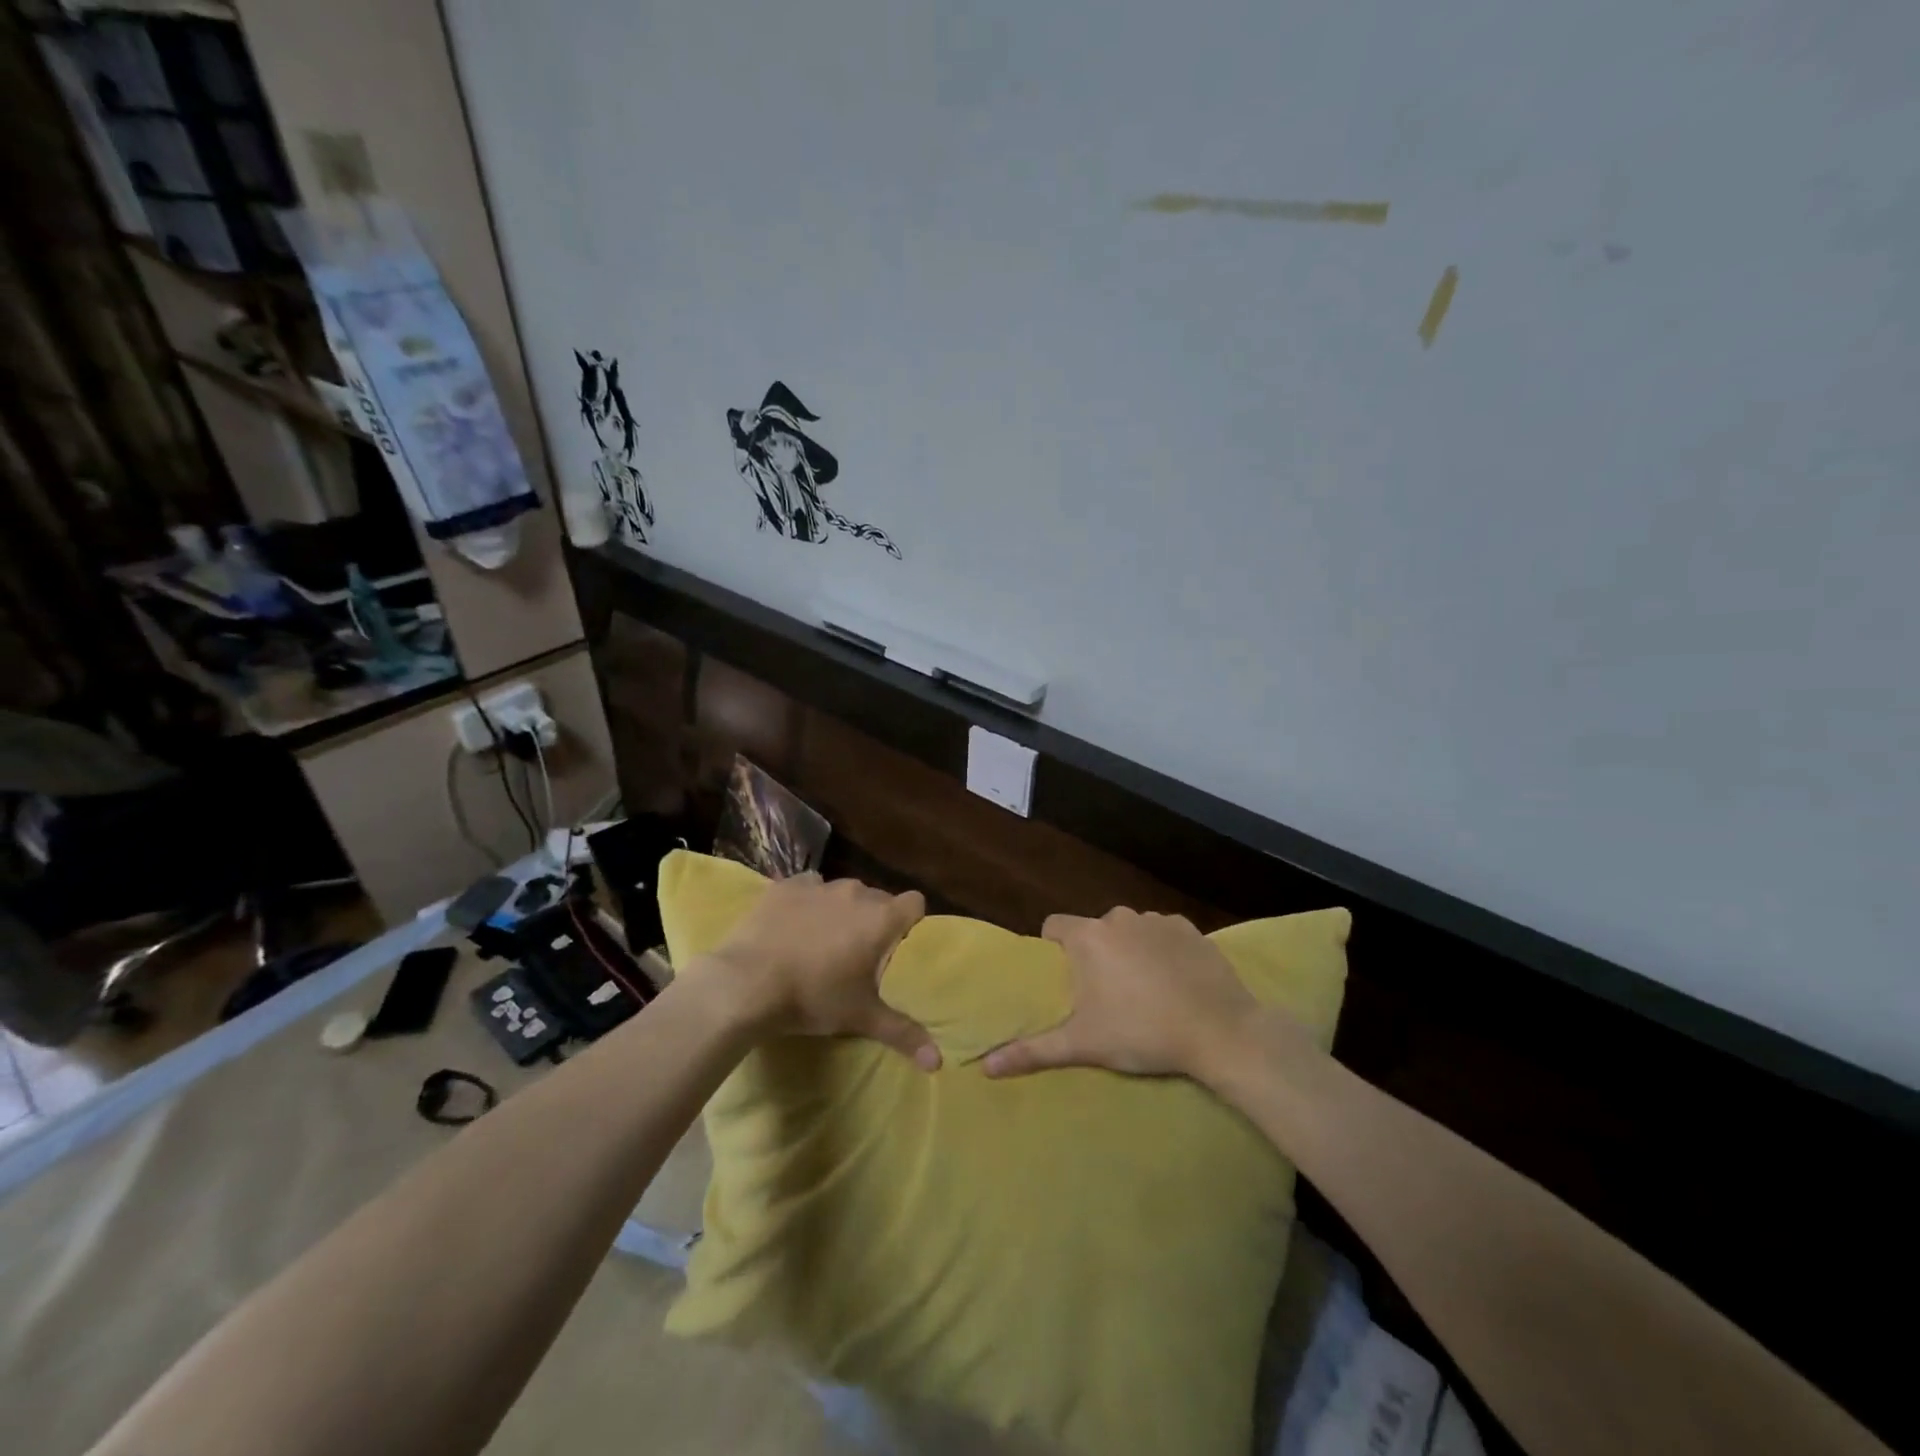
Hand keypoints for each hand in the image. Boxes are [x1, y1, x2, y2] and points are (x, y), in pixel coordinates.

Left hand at [702, 872, 939, 1069]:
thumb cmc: (813, 997)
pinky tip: (795, 924)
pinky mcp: (786, 886)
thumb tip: (938, 1062)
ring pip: (843, 892)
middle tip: (860, 952)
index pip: (915, 903)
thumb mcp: (861, 1017)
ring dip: (841, 910)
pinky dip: (808, 902)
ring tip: (825, 940)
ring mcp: (820, 886)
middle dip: (874, 920)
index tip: (899, 944)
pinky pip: (809, 887)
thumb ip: (903, 1033)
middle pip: (879, 898)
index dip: (911, 920)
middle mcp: (856, 893)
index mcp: (881, 918)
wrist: (747, 983)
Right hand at [982, 908, 1258, 1078]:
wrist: (1220, 1031)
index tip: (1063, 978)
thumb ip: (1033, 1051)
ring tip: (1143, 991)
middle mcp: (1119, 917)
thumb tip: (986, 1067)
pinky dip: (1162, 950)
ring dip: (1129, 950)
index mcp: (1088, 937)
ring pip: (1129, 930)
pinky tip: (1174, 981)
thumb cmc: (1143, 1034)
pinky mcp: (1190, 928)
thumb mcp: (1084, 1045)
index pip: (1053, 925)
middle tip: (1103, 994)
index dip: (1052, 947)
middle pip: (1093, 929)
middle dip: (1094, 954)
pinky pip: (1163, 934)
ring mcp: (1157, 919)